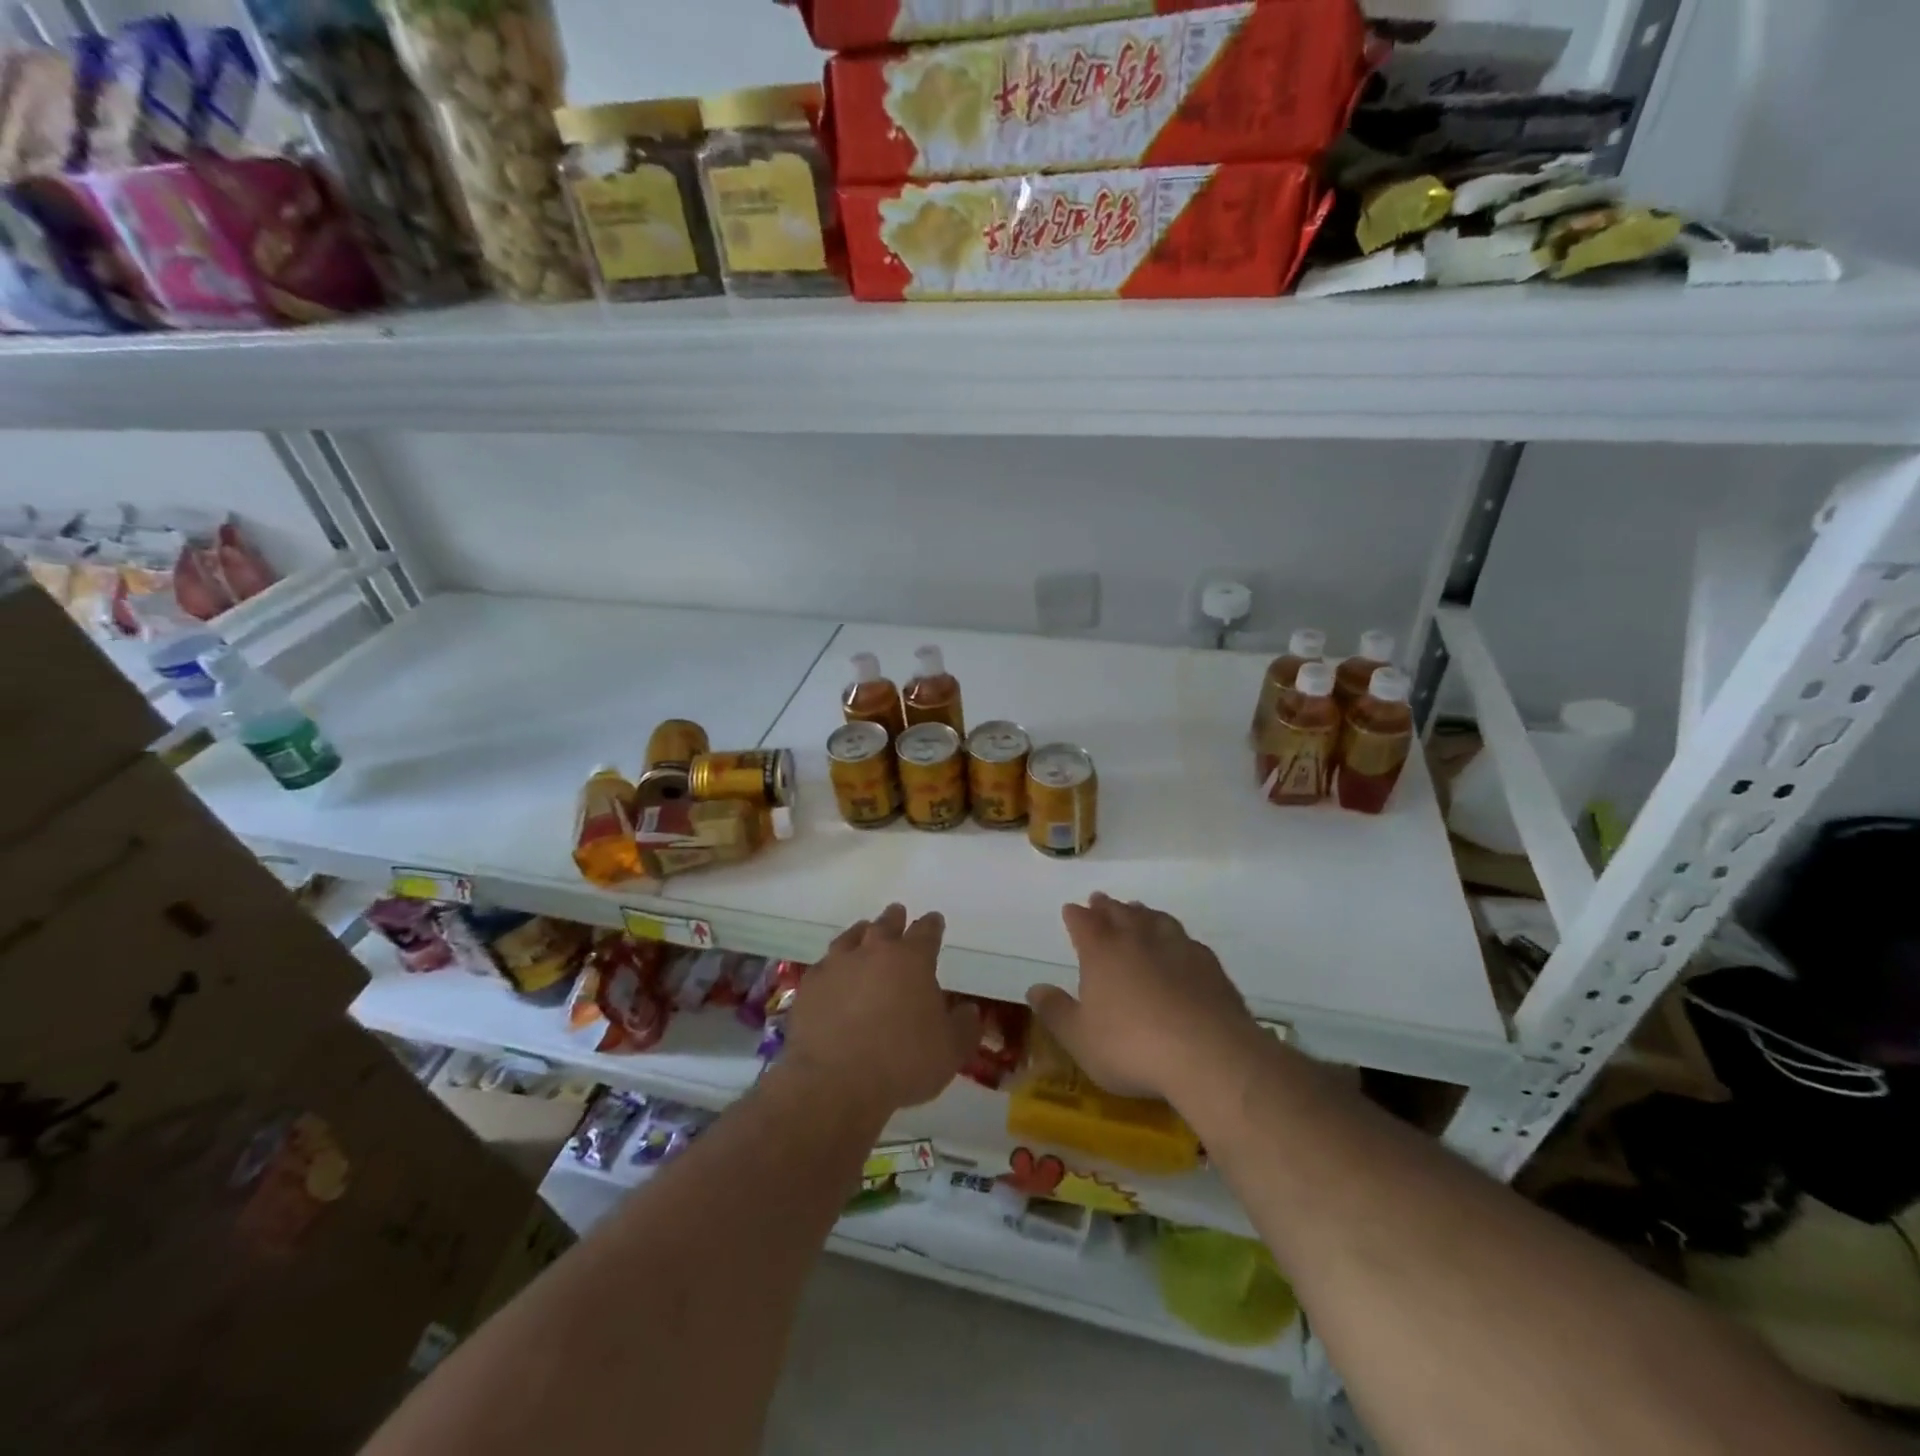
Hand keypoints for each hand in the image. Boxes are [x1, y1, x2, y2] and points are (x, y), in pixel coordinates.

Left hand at [781, 904, 980, 1119]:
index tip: (934, 921)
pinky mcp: (809, 986)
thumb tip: (969, 1010)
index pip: (926, 931)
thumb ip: (964, 1026)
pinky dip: (832, 966)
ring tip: (862, 933)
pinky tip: (833, 975)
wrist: (835, 1083)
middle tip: (897, 914)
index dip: (932, 925)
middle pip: (885, 925)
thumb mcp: (951, 1051)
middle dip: (894, 919)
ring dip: (860, 934)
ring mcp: (837, 966)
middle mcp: (874, 952)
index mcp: (912, 960)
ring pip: (850, 938)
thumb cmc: (903, 1063)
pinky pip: (824, 966)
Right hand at [1028, 893, 1256, 1101]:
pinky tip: (1178, 943)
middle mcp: (1138, 939)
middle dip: (1106, 906)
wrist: (1208, 1055)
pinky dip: (1174, 935)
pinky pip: (1185, 939)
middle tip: (1100, 900)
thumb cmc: (1132, 1047)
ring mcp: (1177, 947)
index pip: (1084, 923)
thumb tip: (1034, 988)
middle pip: (1119, 913)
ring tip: (1137, 910)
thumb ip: (1055, 1011)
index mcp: (1102, 952)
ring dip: (1142, 913)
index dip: (1075, 915)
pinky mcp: (1208, 964)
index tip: (1071, 909)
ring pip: (1155, 919)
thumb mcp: (1080, 1038)